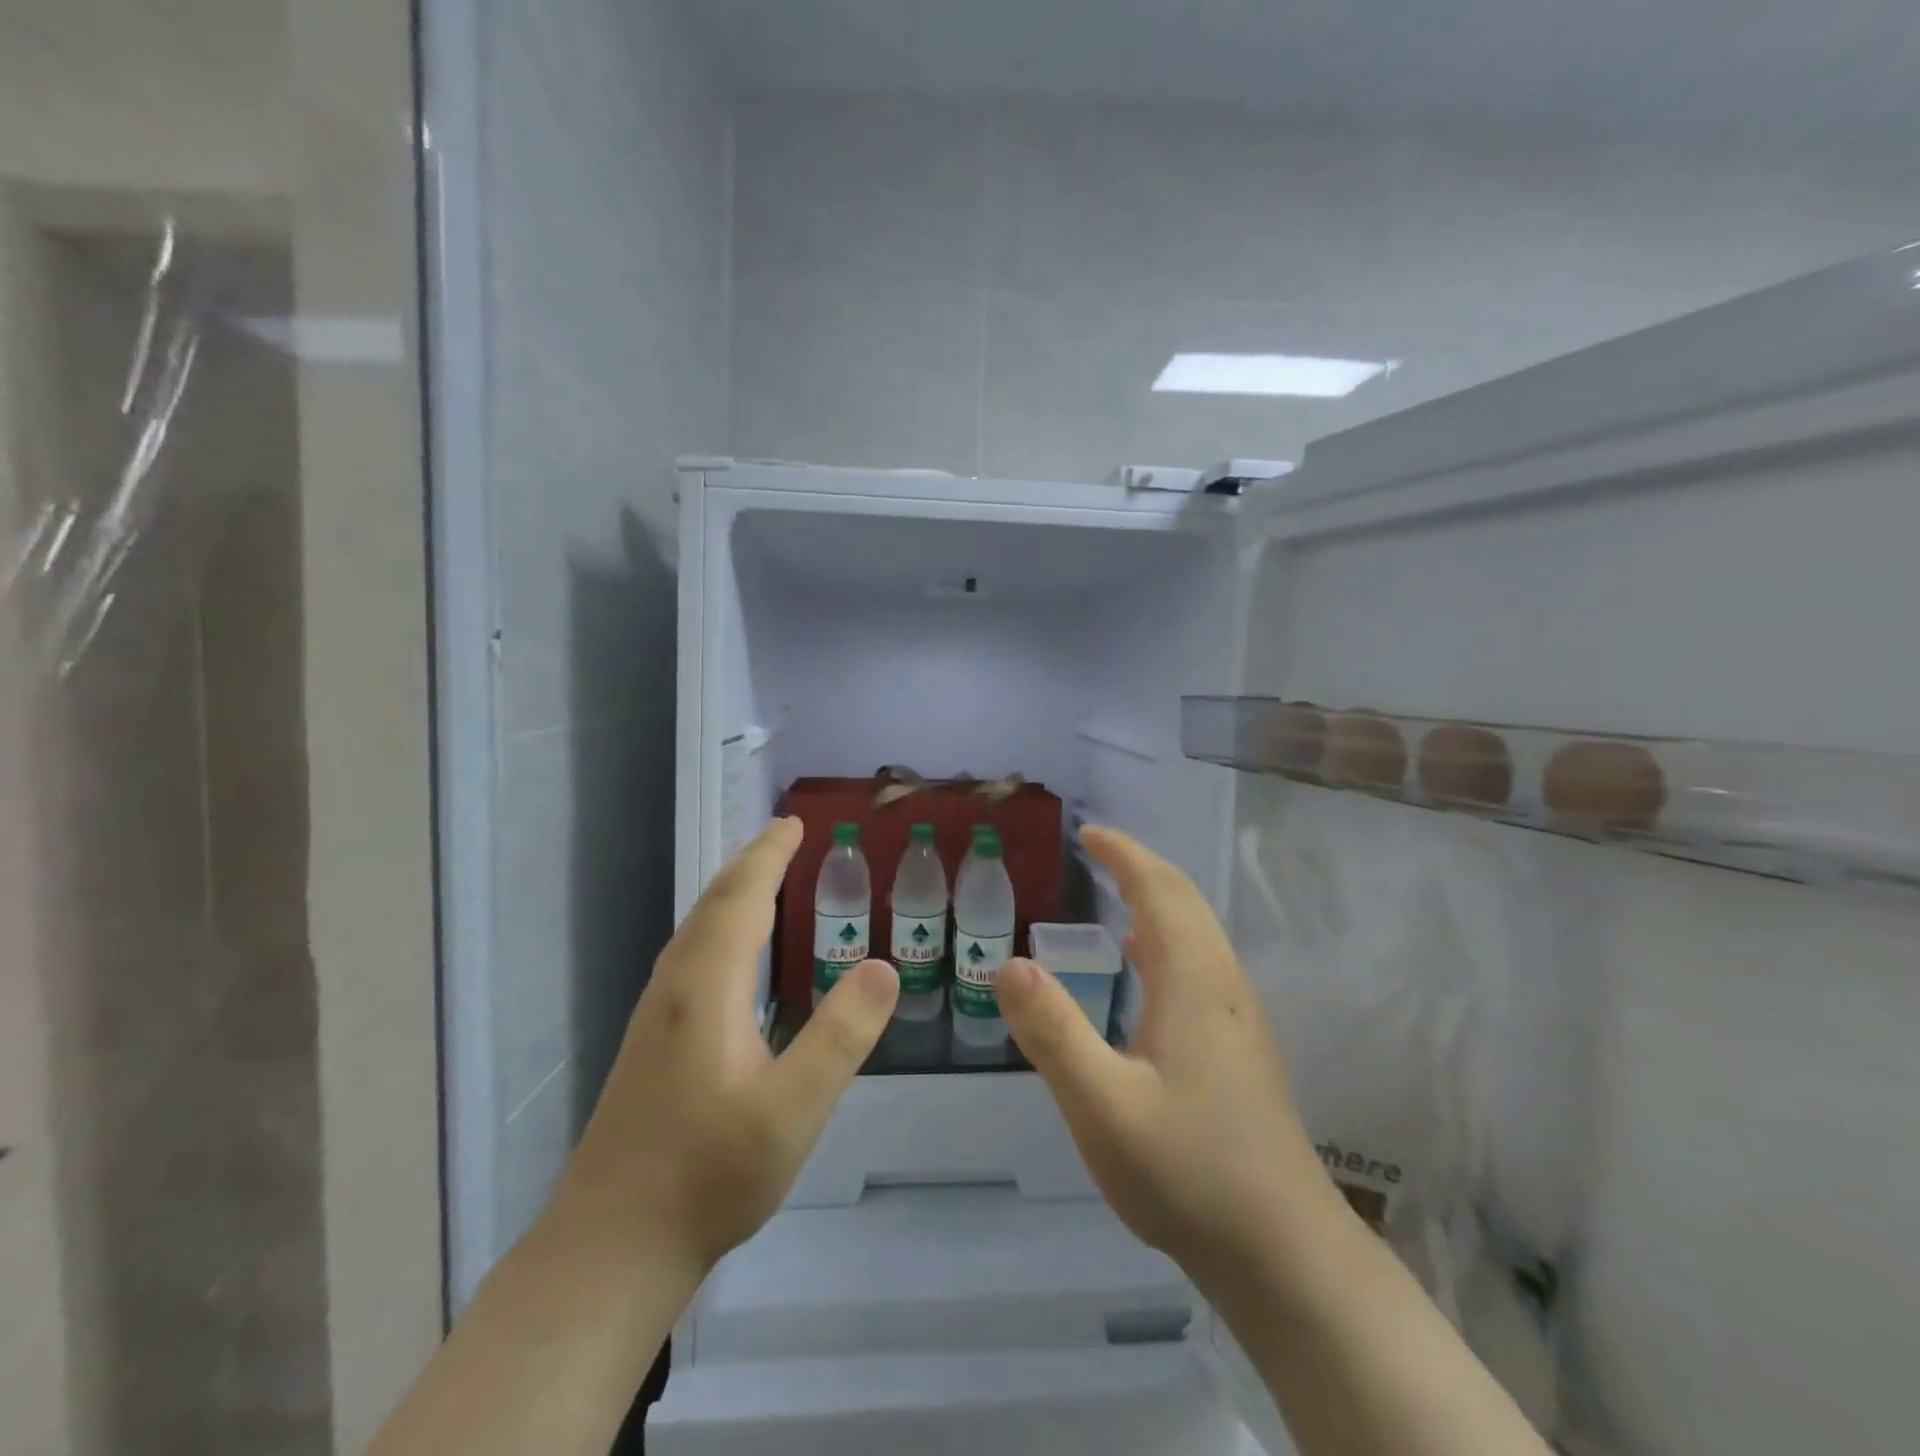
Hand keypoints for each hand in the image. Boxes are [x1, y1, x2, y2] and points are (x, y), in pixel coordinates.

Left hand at [555, 817, 898, 1278]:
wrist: (608, 1248)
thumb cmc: (707, 1176)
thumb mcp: (792, 1110)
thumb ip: (840, 1036)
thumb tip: (883, 966)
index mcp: (706, 987)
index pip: (742, 898)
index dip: (769, 856)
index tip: (795, 823)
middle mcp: (675, 987)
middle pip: (713, 904)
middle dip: (750, 864)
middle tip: (785, 836)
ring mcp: (655, 1016)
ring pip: (695, 930)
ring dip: (731, 893)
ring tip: (762, 878)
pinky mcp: (650, 1043)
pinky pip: (690, 956)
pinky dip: (719, 927)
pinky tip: (731, 955)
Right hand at [996, 826, 1339, 1290]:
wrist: (1285, 1255)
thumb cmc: (1188, 1173)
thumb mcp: (1102, 1106)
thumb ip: (1053, 1032)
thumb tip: (1007, 963)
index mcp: (1193, 981)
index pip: (1159, 890)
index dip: (1124, 854)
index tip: (1087, 833)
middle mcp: (1223, 983)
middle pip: (1185, 900)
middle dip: (1140, 866)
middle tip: (1095, 851)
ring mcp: (1239, 1015)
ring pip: (1199, 930)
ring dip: (1158, 897)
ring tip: (1114, 891)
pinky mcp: (1242, 1044)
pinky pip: (1202, 960)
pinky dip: (1167, 935)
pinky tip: (1142, 966)